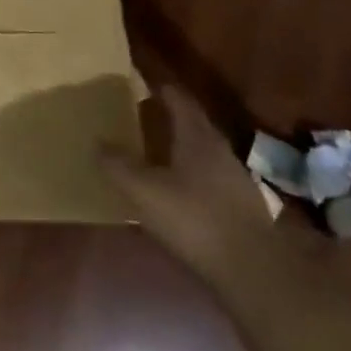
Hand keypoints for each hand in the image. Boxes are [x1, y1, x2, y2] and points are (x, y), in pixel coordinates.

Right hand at [102, 85, 272, 275]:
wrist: (252, 270)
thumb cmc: (193, 218)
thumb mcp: (143, 190)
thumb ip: (117, 164)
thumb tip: (98, 142)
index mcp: (197, 136)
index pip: (178, 99)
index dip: (160, 87)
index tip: (141, 80)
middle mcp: (219, 150)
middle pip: (193, 123)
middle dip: (169, 115)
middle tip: (141, 112)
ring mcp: (235, 179)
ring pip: (202, 150)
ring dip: (180, 145)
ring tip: (154, 149)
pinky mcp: (241, 207)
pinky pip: (209, 177)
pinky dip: (190, 173)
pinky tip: (175, 188)